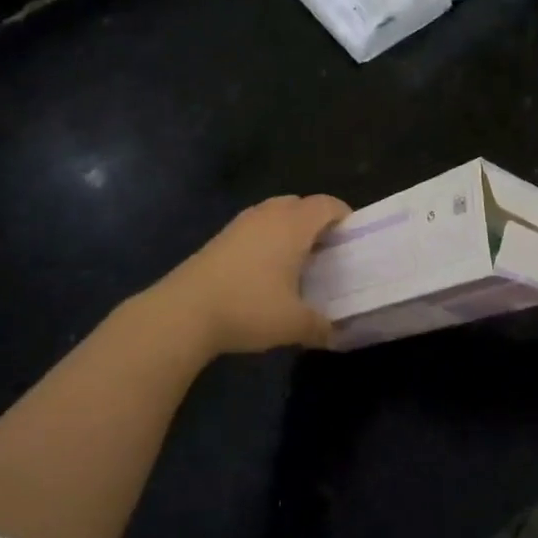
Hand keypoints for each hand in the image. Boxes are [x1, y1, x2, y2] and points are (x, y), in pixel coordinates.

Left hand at [150, 194, 350, 355]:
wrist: (184, 311)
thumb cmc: (248, 308)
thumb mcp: (293, 324)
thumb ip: (321, 326)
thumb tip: (336, 333)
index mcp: (293, 226)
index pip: (327, 205)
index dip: (343, 215)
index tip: (352, 238)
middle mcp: (269, 215)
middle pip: (300, 203)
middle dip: (317, 220)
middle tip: (327, 250)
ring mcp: (241, 223)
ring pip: (274, 212)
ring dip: (290, 227)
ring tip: (297, 259)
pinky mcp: (221, 237)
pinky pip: (255, 226)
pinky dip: (267, 237)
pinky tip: (265, 269)